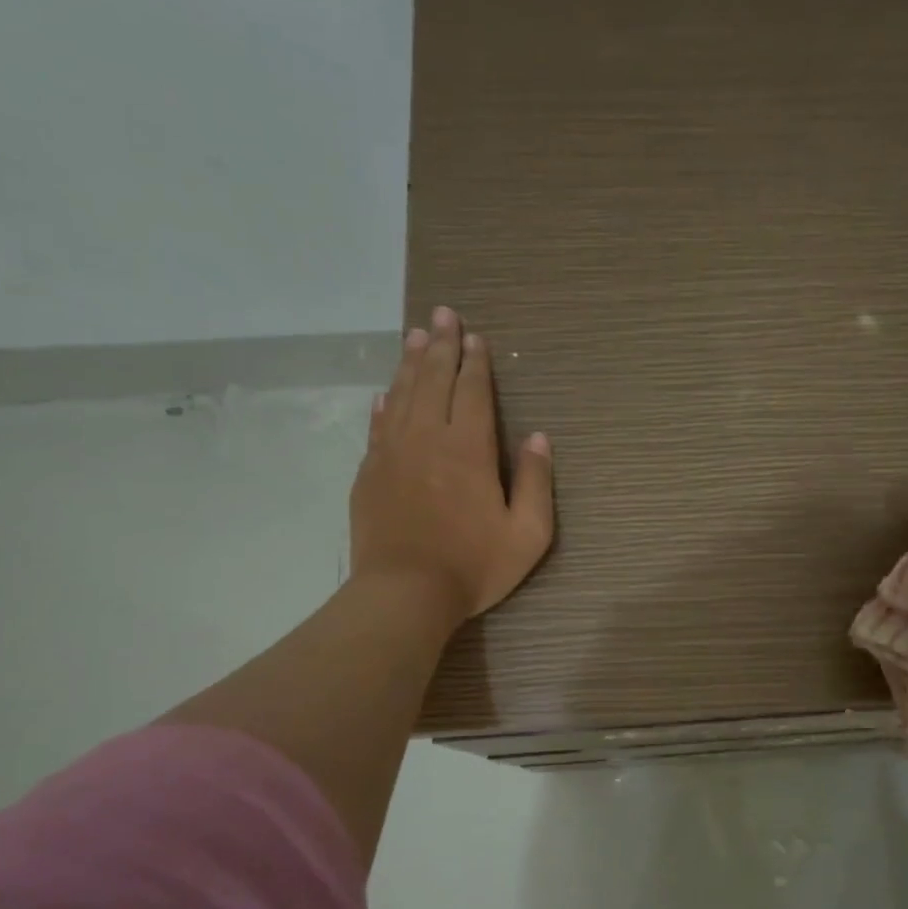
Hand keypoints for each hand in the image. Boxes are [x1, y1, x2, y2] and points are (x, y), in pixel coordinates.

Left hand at [349, 306, 554, 629]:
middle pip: (433, 380)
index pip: (472, 391)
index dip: (475, 362)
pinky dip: (384, 403)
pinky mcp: (369, 474)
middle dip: (441, 345)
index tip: (475, 336)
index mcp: (468, 448)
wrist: (404, 594)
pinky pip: (378, 426)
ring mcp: (392, 454)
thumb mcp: (527, 533)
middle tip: (442, 314)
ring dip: (411, 363)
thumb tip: (538, 438)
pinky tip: (386, 393)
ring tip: (416, 336)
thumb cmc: (473, 565)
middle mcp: (427, 438)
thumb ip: (535, 482)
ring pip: (402, 395)